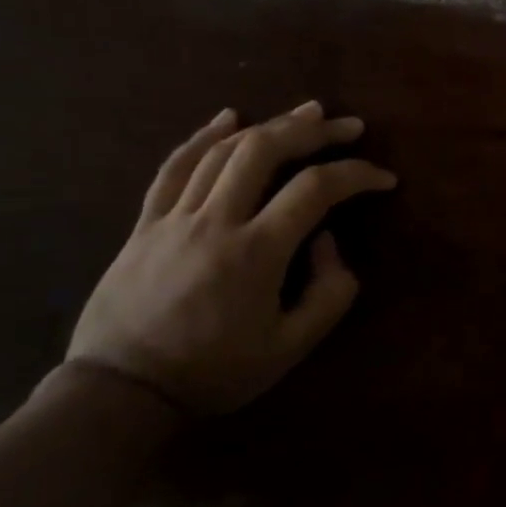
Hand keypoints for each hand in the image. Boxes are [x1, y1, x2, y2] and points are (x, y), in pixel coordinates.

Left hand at [66, 102, 396, 414]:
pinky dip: (202, 137)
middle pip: (264, 151)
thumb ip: (328, 293)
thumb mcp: (290, 348)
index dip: (357, 175)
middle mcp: (215, 221)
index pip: (316, 190)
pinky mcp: (145, 224)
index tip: (384, 179)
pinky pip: (173, 168)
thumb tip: (326, 241)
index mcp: (256, 252)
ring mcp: (174, 218)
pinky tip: (227, 117)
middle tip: (349, 126)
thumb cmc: (214, 372)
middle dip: (313, 131)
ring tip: (306, 113)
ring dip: (269, 125)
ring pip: (223, 151)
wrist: (121, 393)